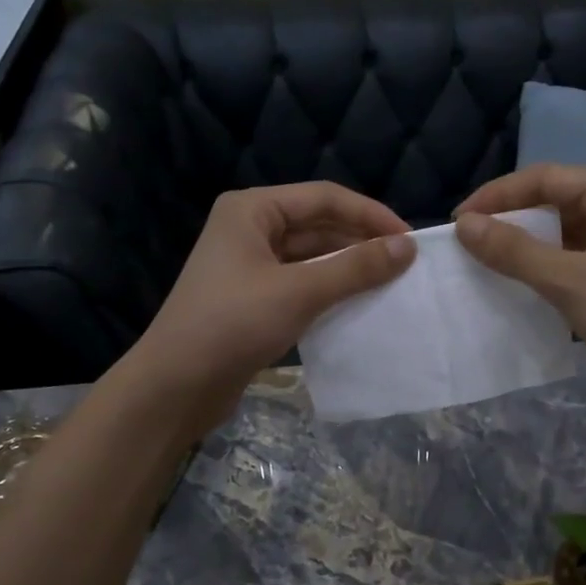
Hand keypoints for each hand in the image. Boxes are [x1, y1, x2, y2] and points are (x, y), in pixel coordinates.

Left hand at [127, 183, 414, 435]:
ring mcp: (250, 265)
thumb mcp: (300, 292)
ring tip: (390, 283)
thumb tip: (408, 247)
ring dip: (348, 267)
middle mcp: (250, 229)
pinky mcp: (253, 298)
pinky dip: (330, 290)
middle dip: (361, 241)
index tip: (410, 239)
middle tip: (405, 264)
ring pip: (312, 256)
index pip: (324, 198)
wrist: (175, 386)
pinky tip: (359, 304)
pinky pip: (302, 283)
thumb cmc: (233, 324)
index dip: (370, 215)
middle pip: (318, 224)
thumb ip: (356, 267)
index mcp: (252, 210)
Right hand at [453, 165, 585, 413]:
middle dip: (510, 217)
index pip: (543, 177)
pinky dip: (544, 265)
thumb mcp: (567, 280)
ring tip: (485, 261)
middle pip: (553, 199)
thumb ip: (513, 250)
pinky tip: (519, 283)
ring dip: (525, 243)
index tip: (458, 221)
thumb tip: (464, 225)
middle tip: (469, 241)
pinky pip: (573, 255)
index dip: (497, 196)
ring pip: (561, 230)